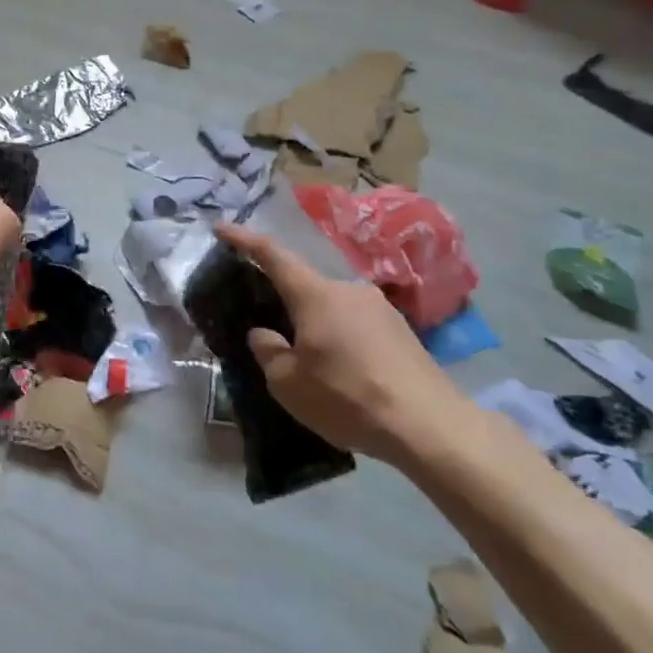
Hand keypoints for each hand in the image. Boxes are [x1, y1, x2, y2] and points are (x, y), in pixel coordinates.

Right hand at [214, 222, 466, 464]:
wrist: (431, 426)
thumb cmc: (349, 398)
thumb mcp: (289, 384)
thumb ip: (268, 352)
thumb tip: (264, 334)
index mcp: (315, 294)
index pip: (272, 255)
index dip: (243, 239)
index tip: (221, 227)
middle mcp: (347, 289)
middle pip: (305, 286)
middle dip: (286, 304)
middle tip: (274, 334)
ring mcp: (379, 308)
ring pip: (332, 308)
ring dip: (317, 327)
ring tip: (313, 365)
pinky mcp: (402, 331)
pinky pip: (357, 325)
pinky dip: (342, 340)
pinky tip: (345, 374)